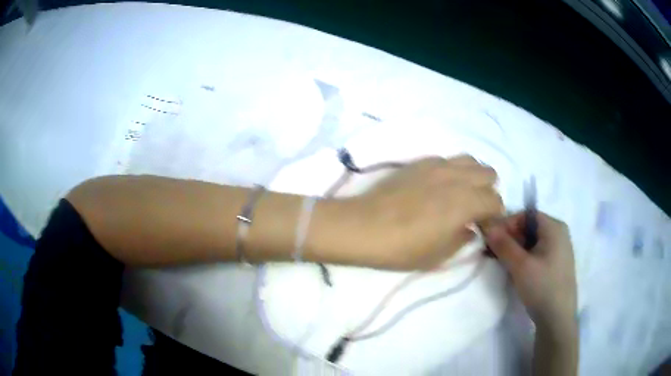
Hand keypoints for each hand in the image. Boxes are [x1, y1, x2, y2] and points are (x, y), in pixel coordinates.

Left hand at [337, 155, 502, 269]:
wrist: (364, 226)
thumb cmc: (403, 248)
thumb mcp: (438, 255)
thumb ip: (462, 239)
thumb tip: (471, 229)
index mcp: (467, 202)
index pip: (496, 201)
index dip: (494, 215)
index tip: (483, 227)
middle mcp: (457, 177)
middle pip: (489, 173)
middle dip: (487, 191)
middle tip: (474, 209)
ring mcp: (438, 165)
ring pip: (470, 160)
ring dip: (472, 176)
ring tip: (459, 194)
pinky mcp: (420, 162)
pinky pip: (447, 159)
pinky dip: (452, 171)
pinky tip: (438, 186)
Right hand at [484, 211, 577, 332]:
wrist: (557, 318)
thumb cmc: (542, 287)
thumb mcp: (520, 266)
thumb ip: (503, 244)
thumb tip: (487, 226)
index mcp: (554, 227)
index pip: (526, 215)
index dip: (507, 224)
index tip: (491, 239)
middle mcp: (559, 233)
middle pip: (529, 227)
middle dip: (509, 237)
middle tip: (492, 252)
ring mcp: (559, 249)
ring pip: (532, 242)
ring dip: (514, 249)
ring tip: (500, 262)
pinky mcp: (556, 264)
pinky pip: (537, 253)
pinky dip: (523, 257)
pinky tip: (514, 269)